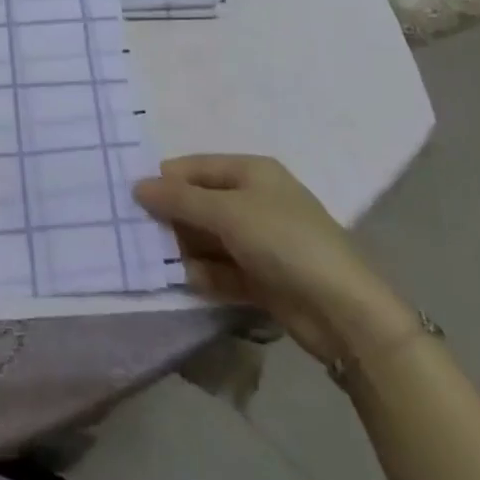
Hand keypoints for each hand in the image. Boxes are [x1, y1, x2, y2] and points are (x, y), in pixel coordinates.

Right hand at [133, 154, 416, 364]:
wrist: (345, 311)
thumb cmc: (283, 241)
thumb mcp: (226, 213)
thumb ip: (180, 200)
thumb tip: (137, 186)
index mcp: (251, 172)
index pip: (196, 167)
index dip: (166, 180)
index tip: (134, 199)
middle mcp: (255, 201)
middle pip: (201, 203)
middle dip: (173, 217)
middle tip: (140, 234)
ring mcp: (262, 241)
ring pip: (210, 238)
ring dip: (186, 249)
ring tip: (159, 261)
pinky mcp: (265, 278)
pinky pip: (224, 269)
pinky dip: (206, 274)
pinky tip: (189, 282)